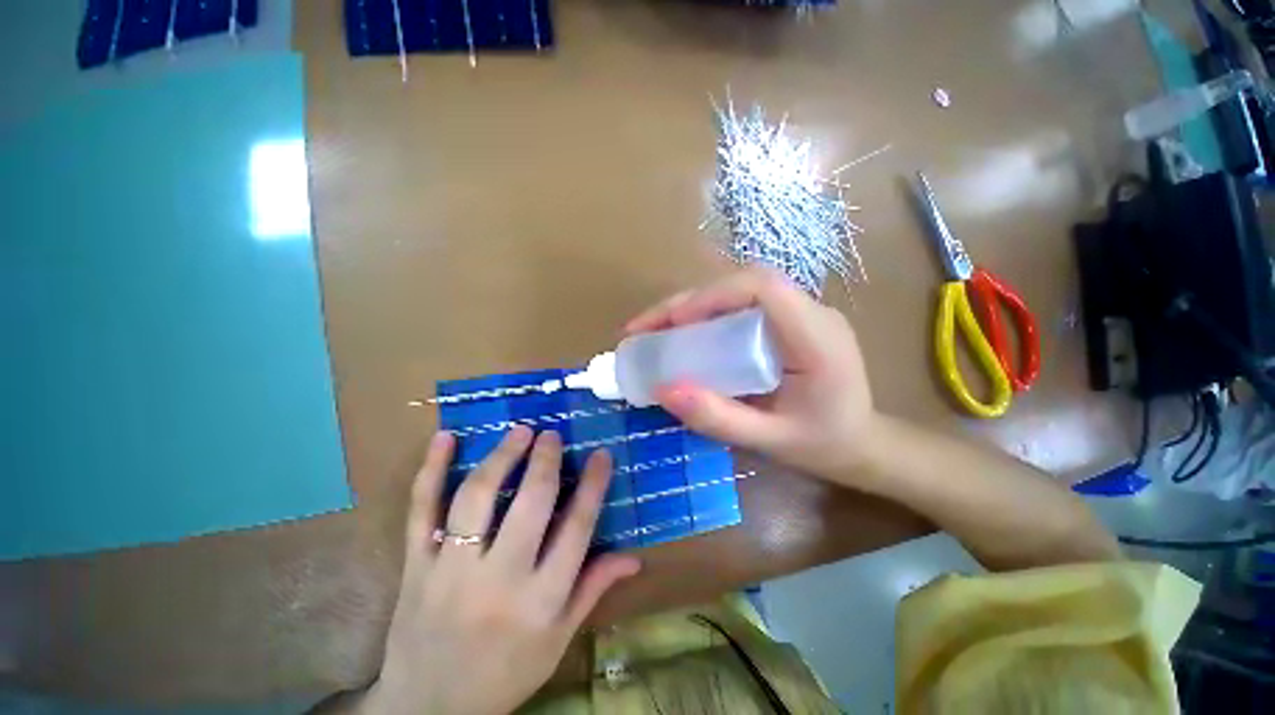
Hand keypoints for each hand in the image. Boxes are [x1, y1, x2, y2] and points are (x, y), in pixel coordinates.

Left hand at [365, 427, 641, 714]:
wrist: (427, 710)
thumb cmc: (504, 674)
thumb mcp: (557, 640)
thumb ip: (593, 590)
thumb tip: (634, 558)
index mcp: (540, 600)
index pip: (577, 529)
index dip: (592, 485)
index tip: (601, 454)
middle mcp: (499, 580)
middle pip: (530, 504)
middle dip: (546, 462)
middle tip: (553, 435)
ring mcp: (450, 570)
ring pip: (477, 498)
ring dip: (502, 457)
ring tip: (520, 432)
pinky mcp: (415, 566)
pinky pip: (421, 510)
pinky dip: (431, 470)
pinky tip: (446, 437)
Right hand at [626, 267, 878, 484]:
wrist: (862, 444)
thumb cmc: (823, 445)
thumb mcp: (769, 441)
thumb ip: (718, 418)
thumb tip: (663, 389)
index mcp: (817, 338)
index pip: (764, 287)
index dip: (711, 295)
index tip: (672, 323)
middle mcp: (812, 313)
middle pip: (742, 284)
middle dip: (687, 301)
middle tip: (644, 328)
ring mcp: (802, 313)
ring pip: (738, 291)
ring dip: (692, 306)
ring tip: (655, 330)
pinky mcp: (789, 321)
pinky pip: (742, 306)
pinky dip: (706, 316)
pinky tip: (685, 335)